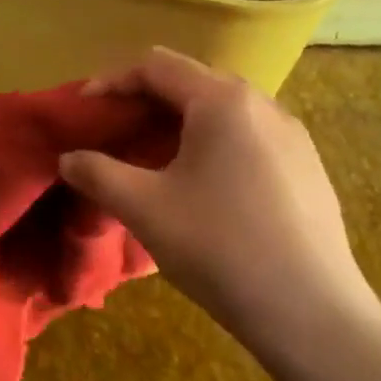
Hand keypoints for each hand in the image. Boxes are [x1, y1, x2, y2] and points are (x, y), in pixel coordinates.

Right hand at [57, 48, 380, 352]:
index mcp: (222, 101)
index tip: (83, 110)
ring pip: (221, 112)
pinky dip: (211, 145)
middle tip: (113, 135)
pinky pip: (247, 137)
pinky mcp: (308, 169)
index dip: (111, 81)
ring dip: (177, 125)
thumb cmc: (219, 247)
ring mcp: (293, 137)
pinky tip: (200, 188)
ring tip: (151, 162)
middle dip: (144, 103)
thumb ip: (96, 172)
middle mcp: (263, 105)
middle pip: (191, 82)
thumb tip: (68, 159)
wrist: (311, 314)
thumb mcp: (143, 207)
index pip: (156, 66)